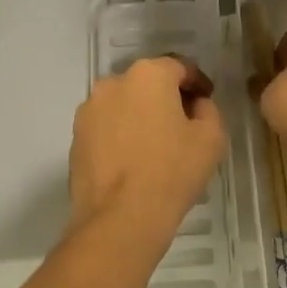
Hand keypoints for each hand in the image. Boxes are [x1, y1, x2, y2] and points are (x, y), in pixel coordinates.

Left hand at [70, 56, 225, 241]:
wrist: (119, 220)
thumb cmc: (171, 172)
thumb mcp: (211, 138)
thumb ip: (208, 110)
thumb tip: (195, 104)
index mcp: (148, 74)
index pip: (180, 67)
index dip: (197, 83)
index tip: (206, 101)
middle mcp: (113, 82)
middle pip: (148, 82)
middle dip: (167, 97)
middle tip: (184, 124)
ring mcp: (89, 109)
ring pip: (124, 104)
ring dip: (140, 115)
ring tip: (155, 146)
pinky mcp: (75, 136)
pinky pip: (106, 126)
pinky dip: (121, 134)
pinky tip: (133, 161)